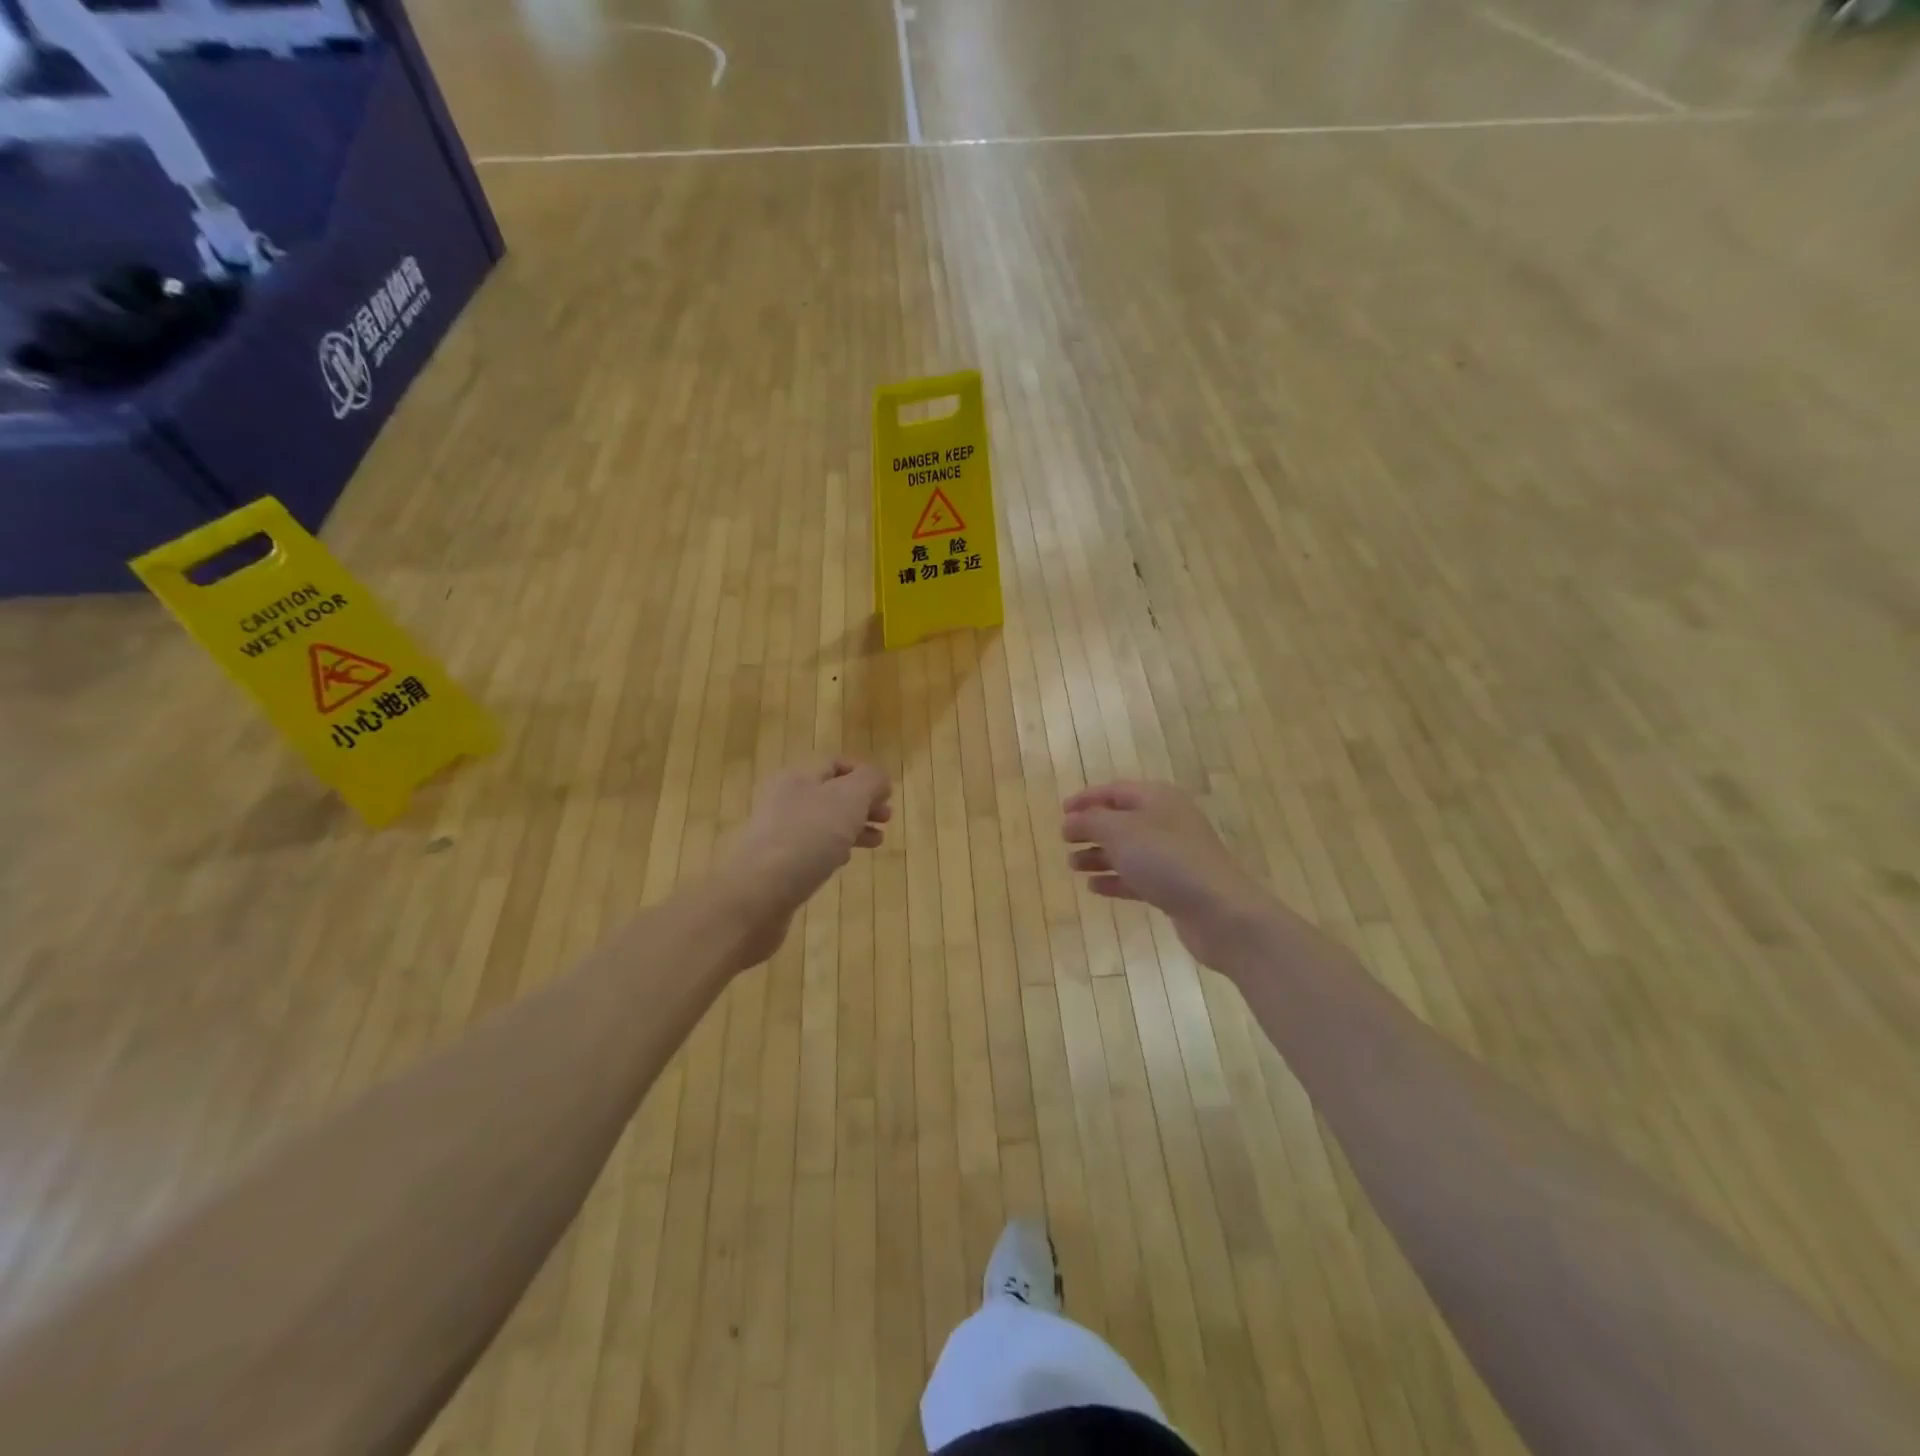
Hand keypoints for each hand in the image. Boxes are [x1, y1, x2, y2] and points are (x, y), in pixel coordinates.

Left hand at [717, 758, 891, 969]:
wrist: (758, 893)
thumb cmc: (807, 837)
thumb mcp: (848, 799)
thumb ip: (870, 781)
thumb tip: (880, 780)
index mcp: (797, 776)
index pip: (834, 763)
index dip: (863, 774)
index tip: (888, 793)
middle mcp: (784, 800)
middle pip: (830, 794)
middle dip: (862, 803)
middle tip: (887, 818)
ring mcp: (777, 833)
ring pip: (823, 822)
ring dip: (852, 828)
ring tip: (876, 841)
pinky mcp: (776, 864)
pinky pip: (810, 849)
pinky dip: (832, 850)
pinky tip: (844, 860)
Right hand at [1062, 781, 1277, 969]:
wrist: (1219, 911)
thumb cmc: (1166, 860)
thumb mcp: (1120, 832)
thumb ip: (1091, 821)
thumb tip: (1071, 820)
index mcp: (1157, 798)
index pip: (1115, 790)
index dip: (1086, 799)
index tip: (1061, 812)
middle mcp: (1167, 821)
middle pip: (1121, 820)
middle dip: (1091, 829)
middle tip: (1064, 840)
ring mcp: (1173, 856)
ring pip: (1128, 850)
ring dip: (1099, 856)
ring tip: (1073, 866)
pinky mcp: (1175, 886)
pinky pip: (1138, 877)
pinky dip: (1115, 879)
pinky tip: (1094, 888)